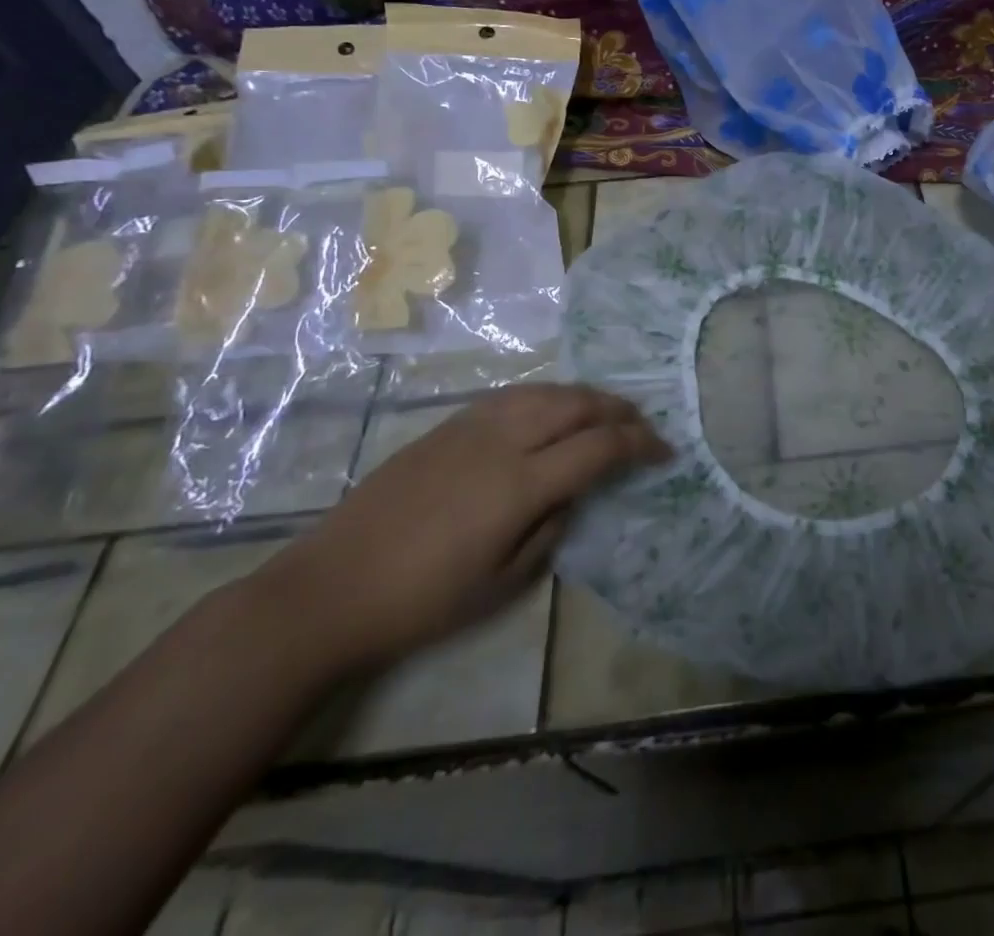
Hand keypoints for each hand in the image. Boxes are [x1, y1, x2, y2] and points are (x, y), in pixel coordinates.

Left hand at [256, 384, 665, 673]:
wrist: (328, 590)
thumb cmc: (421, 602)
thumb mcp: (502, 583)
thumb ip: (550, 529)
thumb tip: (572, 494)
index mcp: (520, 484)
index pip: (599, 447)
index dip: (640, 444)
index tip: (665, 451)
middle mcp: (502, 441)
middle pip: (577, 404)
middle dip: (619, 409)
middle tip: (642, 424)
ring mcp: (471, 427)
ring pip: (545, 391)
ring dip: (585, 396)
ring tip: (605, 411)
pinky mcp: (446, 425)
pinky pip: (513, 396)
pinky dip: (547, 396)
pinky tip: (551, 410)